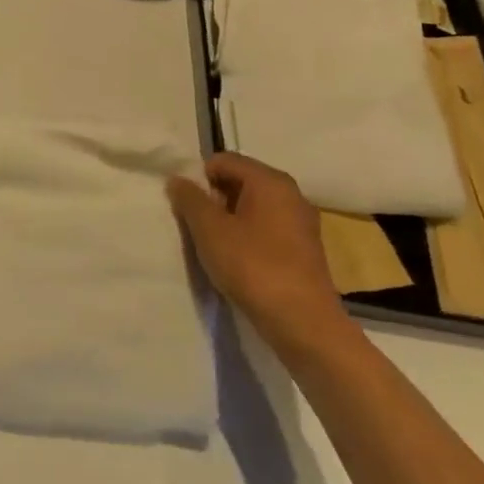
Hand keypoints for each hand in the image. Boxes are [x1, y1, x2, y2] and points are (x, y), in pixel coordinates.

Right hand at [168, 153, 347, 350]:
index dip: (199, 178)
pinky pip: (268, 229)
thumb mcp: (209, 229)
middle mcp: (291, 194)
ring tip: (215, 246)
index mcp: (270, 180)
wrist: (303, 323)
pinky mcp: (305, 250)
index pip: (224, 161)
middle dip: (215, 199)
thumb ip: (189, 199)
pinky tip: (239, 261)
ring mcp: (302, 223)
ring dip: (230, 220)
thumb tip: (177, 179)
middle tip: (198, 226)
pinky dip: (249, 236)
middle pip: (241, 181)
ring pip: (254, 207)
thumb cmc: (253, 266)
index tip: (187, 206)